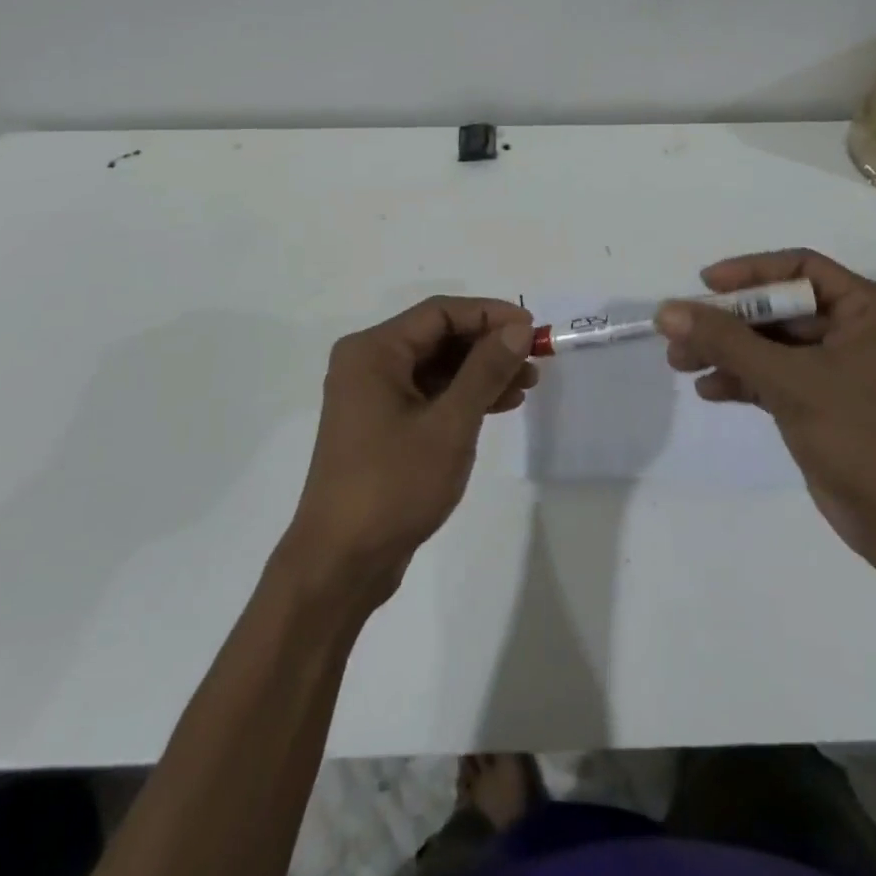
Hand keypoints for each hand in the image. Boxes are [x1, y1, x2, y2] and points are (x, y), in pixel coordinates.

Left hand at [285, 296, 536, 604]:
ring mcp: (372, 395)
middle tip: (534, 360)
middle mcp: (368, 363)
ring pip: (436, 366)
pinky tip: (498, 406)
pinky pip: (427, 393)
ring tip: (526, 385)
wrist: (341, 563)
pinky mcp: (380, 424)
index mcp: (373, 351)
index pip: (440, 312)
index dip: (490, 315)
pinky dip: (462, 396)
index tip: (532, 329)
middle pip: (438, 337)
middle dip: (487, 346)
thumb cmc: (393, 485)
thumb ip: (485, 370)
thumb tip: (518, 328)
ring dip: (480, 372)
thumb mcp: (449, 424)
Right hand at [655, 249, 875, 561]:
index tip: (705, 285)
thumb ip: (726, 341)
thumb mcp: (790, 380)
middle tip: (680, 332)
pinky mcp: (826, 404)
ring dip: (728, 352)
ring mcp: (843, 370)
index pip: (802, 269)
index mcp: (872, 310)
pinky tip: (708, 390)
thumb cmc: (861, 435)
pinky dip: (744, 380)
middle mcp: (860, 332)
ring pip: (774, 345)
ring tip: (679, 362)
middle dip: (729, 322)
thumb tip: (666, 311)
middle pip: (781, 309)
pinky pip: (777, 377)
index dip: (750, 272)